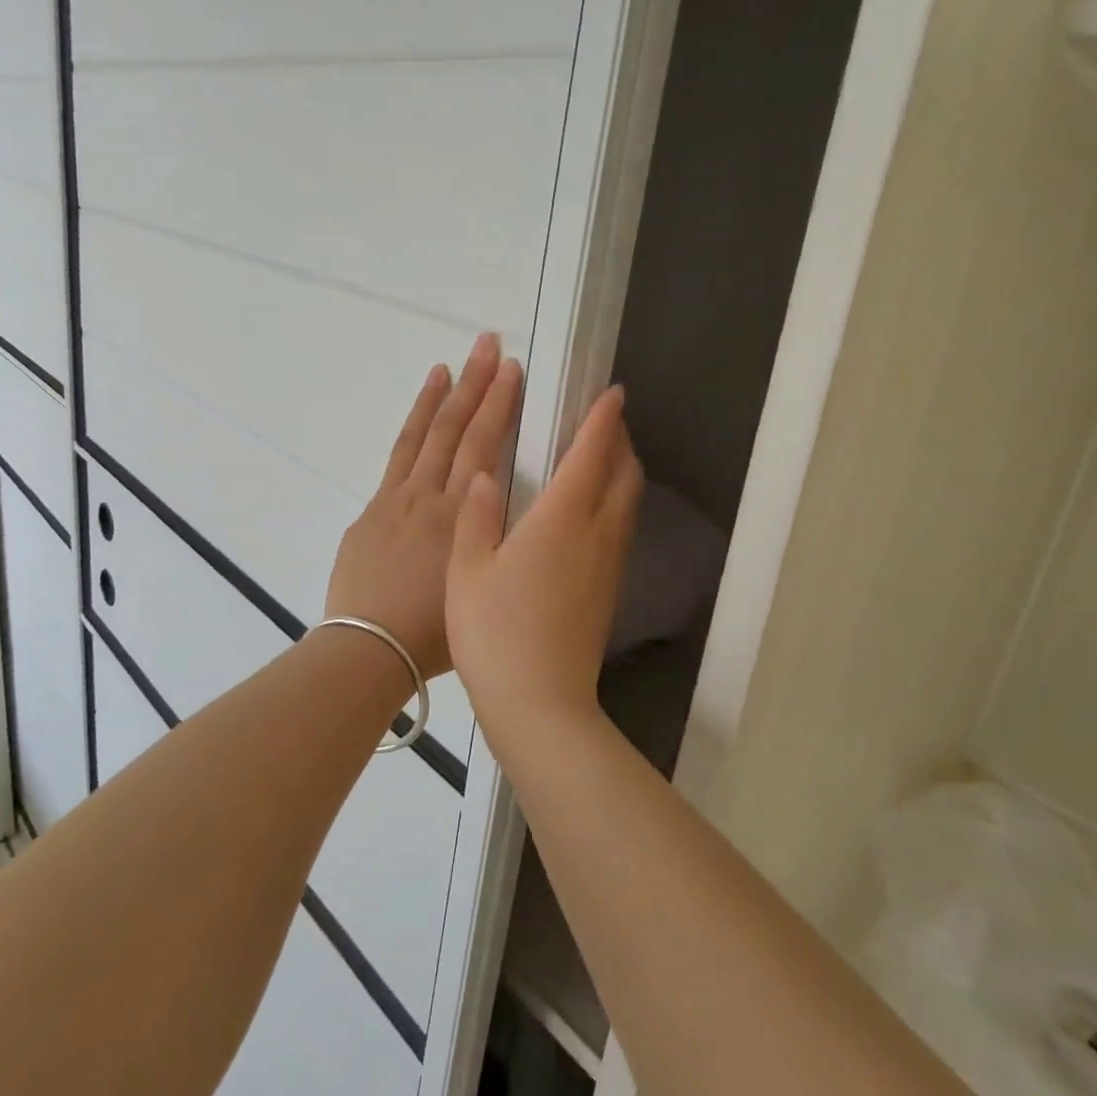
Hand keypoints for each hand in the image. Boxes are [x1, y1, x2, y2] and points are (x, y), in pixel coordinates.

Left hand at [325, 333, 521, 678]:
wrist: (368, 646)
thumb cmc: (431, 632)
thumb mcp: (477, 584)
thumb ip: (488, 540)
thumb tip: (494, 510)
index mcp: (461, 516)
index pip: (484, 447)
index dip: (499, 406)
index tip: (513, 372)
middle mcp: (430, 496)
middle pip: (457, 430)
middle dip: (477, 385)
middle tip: (490, 345)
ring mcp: (397, 498)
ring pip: (423, 435)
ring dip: (441, 396)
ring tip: (455, 362)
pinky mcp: (373, 509)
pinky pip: (397, 457)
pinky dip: (411, 427)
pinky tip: (421, 410)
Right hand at [448, 386, 642, 728]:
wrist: (540, 703)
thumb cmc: (495, 632)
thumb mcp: (468, 570)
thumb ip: (476, 516)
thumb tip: (483, 477)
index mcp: (562, 519)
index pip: (591, 454)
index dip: (603, 420)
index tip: (612, 393)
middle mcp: (596, 534)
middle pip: (624, 475)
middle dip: (620, 441)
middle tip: (604, 422)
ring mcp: (609, 565)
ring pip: (628, 503)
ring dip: (622, 472)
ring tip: (601, 459)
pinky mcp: (610, 591)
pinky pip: (621, 529)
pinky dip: (616, 503)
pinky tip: (592, 513)